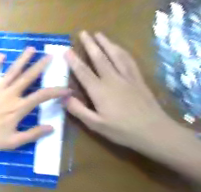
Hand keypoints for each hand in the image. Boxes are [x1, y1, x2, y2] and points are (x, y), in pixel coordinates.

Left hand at [0, 47, 70, 153]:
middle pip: (28, 77)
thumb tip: (51, 128)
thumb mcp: (13, 142)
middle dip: (41, 66)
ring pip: (12, 72)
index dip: (57, 91)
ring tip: (31, 49)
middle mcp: (9, 95)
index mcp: (18, 108)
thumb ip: (33, 134)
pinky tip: (1, 56)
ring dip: (22, 60)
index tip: (67, 89)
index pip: (42, 96)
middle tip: (50, 56)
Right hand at [63, 31, 176, 149]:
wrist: (153, 131)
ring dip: (106, 43)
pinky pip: (128, 61)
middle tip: (83, 33)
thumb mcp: (94, 124)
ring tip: (98, 35)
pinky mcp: (138, 79)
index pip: (84, 72)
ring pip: (115, 55)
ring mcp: (127, 78)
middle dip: (90, 45)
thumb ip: (78, 110)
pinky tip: (117, 48)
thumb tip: (63, 97)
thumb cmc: (120, 130)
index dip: (74, 61)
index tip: (66, 51)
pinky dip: (121, 51)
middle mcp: (113, 80)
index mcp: (100, 91)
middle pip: (100, 58)